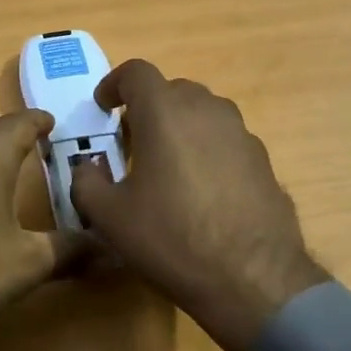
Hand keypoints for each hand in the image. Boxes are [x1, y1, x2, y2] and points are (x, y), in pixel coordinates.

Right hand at [69, 61, 327, 350]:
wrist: (251, 278)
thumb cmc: (170, 238)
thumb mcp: (109, 216)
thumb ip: (86, 181)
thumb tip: (88, 167)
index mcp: (164, 112)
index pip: (136, 72)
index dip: (114, 84)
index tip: (104, 107)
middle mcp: (207, 110)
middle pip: (172, 90)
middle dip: (148, 108)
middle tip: (132, 142)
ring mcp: (241, 133)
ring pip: (203, 113)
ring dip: (180, 127)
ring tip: (167, 165)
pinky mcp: (263, 160)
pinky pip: (226, 140)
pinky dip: (207, 150)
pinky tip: (201, 191)